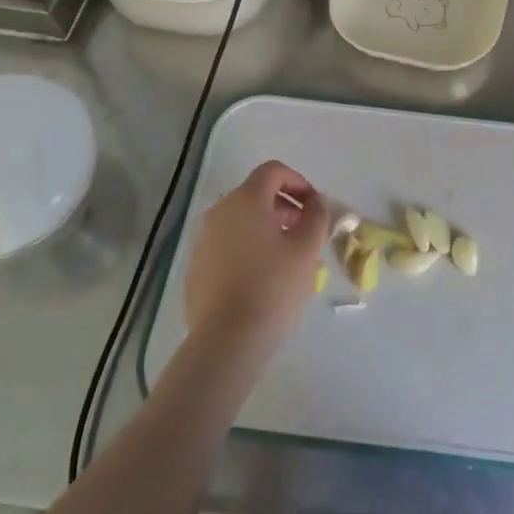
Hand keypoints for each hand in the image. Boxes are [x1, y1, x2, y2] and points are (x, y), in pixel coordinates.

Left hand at [185, 160, 328, 365]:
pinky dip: (248, 250)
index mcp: (245, 200)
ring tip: (287, 259)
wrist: (226, 342)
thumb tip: (314, 204)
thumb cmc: (273, 287)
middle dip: (284, 207)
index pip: (273, 171)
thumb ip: (316, 216)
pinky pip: (227, 246)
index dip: (298, 182)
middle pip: (256, 195)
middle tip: (305, 233)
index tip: (314, 207)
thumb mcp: (307, 249)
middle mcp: (219, 212)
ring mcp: (203, 241)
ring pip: (241, 222)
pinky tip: (262, 280)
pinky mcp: (196, 268)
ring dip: (267, 230)